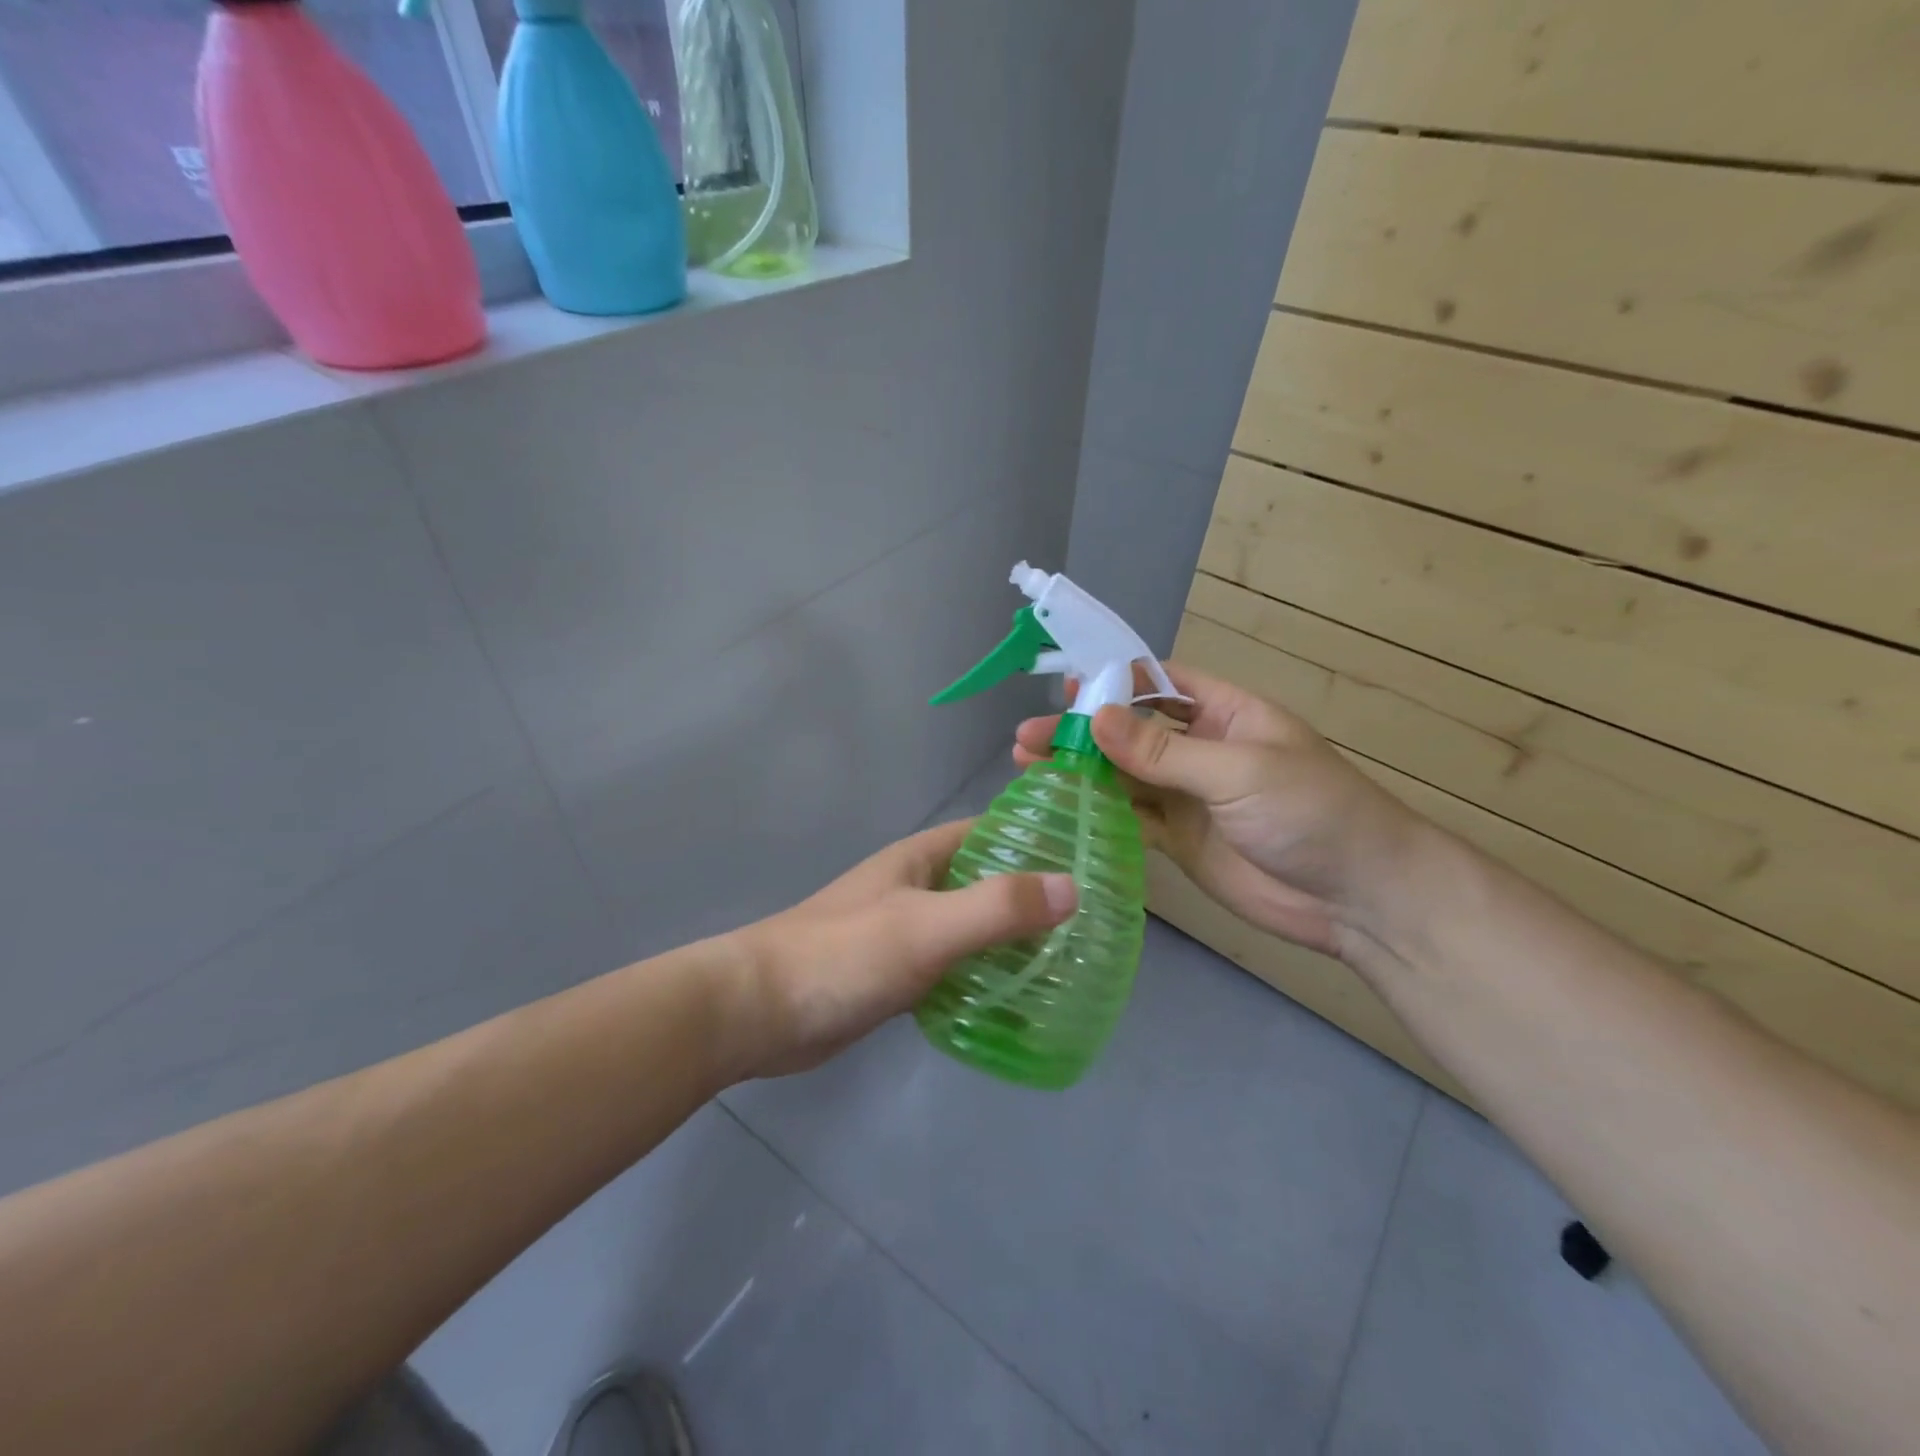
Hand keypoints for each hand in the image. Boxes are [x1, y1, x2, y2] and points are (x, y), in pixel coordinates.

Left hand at [726, 821, 1076, 1078]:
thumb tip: (1072, 887)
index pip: (990, 831)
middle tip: (1092, 921)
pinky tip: (1017, 1000)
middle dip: (1032, 896)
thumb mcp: (927, 927)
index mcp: (922, 858)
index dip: (1037, 838)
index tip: (1090, 857)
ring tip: (1068, 961)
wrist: (760, 1011)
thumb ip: (996, 907)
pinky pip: (953, 967)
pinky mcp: (896, 974)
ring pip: (971, 927)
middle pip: (985, 881)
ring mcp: (905, 931)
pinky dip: (983, 976)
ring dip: (1010, 940)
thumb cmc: (844, 954)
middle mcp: (916, 887)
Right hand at [1014, 663, 1419, 956]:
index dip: (1114, 682)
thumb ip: (1164, 750)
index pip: (1160, 683)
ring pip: (1125, 776)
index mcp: (1226, 713)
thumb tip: (1096, 717)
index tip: (1064, 688)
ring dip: (1082, 770)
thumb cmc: (1311, 812)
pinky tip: (1061, 805)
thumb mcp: (1238, 769)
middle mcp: (1201, 749)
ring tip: (1029, 766)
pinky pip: (1132, 818)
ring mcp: (1189, 797)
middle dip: (1084, 730)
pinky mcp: (1179, 840)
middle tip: (1029, 737)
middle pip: (1132, 731)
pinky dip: (1098, 811)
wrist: (1358, 899)